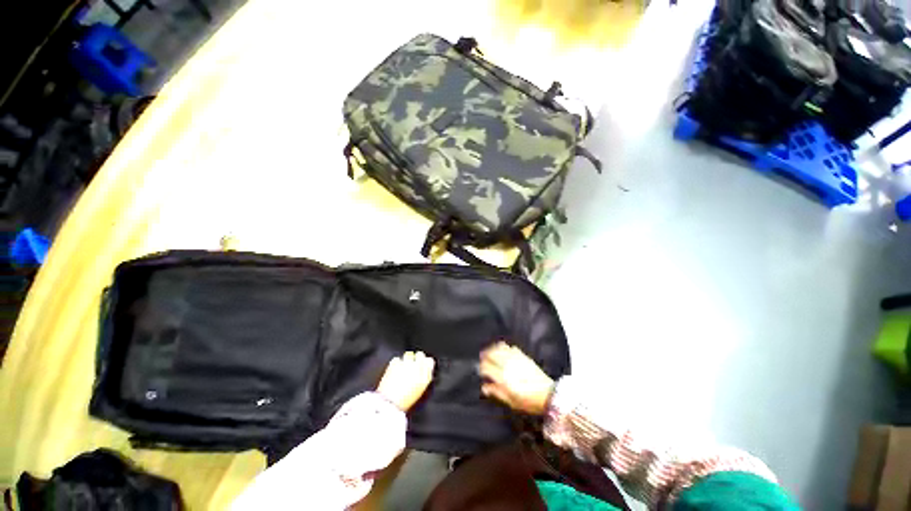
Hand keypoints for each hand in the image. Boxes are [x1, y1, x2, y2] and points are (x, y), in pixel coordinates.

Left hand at [376, 351, 434, 410]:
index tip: (423, 364)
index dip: (426, 362)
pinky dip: (396, 363)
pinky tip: (395, 370)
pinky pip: (397, 359)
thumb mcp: (420, 390)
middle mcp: (418, 367)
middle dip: (417, 358)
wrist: (390, 404)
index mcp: (426, 375)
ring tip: (403, 368)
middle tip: (412, 365)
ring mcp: (406, 363)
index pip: (430, 361)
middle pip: (420, 354)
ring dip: (407, 359)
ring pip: (409, 354)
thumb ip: (425, 377)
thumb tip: (426, 368)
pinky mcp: (395, 363)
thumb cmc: (405, 401)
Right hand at [479, 342, 554, 415]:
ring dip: (493, 348)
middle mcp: (508, 366)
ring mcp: (516, 359)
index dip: (481, 367)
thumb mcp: (511, 402)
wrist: (548, 395)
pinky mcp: (523, 356)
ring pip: (500, 348)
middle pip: (492, 355)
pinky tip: (504, 350)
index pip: (487, 367)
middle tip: (482, 357)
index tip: (480, 370)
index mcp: (503, 378)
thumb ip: (496, 392)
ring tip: (490, 351)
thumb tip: (484, 387)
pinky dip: (505, 347)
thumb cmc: (528, 402)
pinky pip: (511, 347)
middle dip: (485, 355)